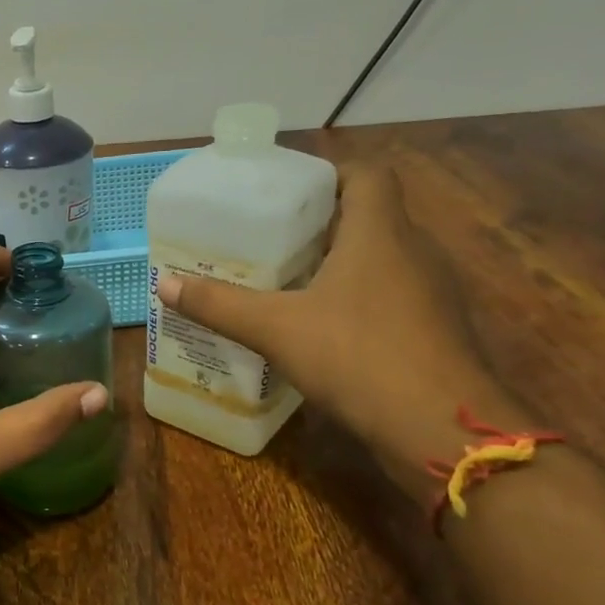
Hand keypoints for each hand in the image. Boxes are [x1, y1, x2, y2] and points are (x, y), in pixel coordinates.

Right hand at [157, 165, 510, 490]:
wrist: (441, 430)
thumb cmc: (357, 356)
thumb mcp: (275, 328)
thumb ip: (220, 305)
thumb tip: (164, 284)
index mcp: (380, 233)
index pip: (368, 175)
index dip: (331, 174)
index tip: (290, 194)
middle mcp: (414, 253)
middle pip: (371, 217)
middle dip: (323, 224)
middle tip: (272, 240)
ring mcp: (432, 294)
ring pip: (384, 260)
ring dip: (341, 264)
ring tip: (289, 282)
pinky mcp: (436, 332)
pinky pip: (393, 298)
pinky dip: (360, 301)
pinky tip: (324, 329)